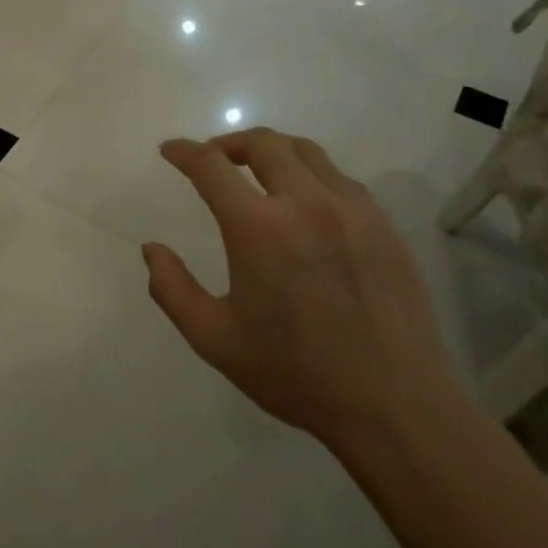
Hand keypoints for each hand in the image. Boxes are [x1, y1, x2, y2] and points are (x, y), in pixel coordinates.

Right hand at [142, 129, 459, 445]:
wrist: (395, 404)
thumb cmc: (296, 373)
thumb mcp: (215, 340)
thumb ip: (173, 289)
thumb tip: (152, 249)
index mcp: (258, 228)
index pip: (211, 166)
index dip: (185, 152)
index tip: (170, 150)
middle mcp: (306, 203)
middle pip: (263, 143)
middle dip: (229, 142)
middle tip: (213, 159)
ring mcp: (352, 210)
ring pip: (306, 152)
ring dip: (272, 151)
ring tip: (257, 171)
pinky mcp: (383, 225)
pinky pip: (340, 178)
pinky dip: (311, 174)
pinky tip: (306, 202)